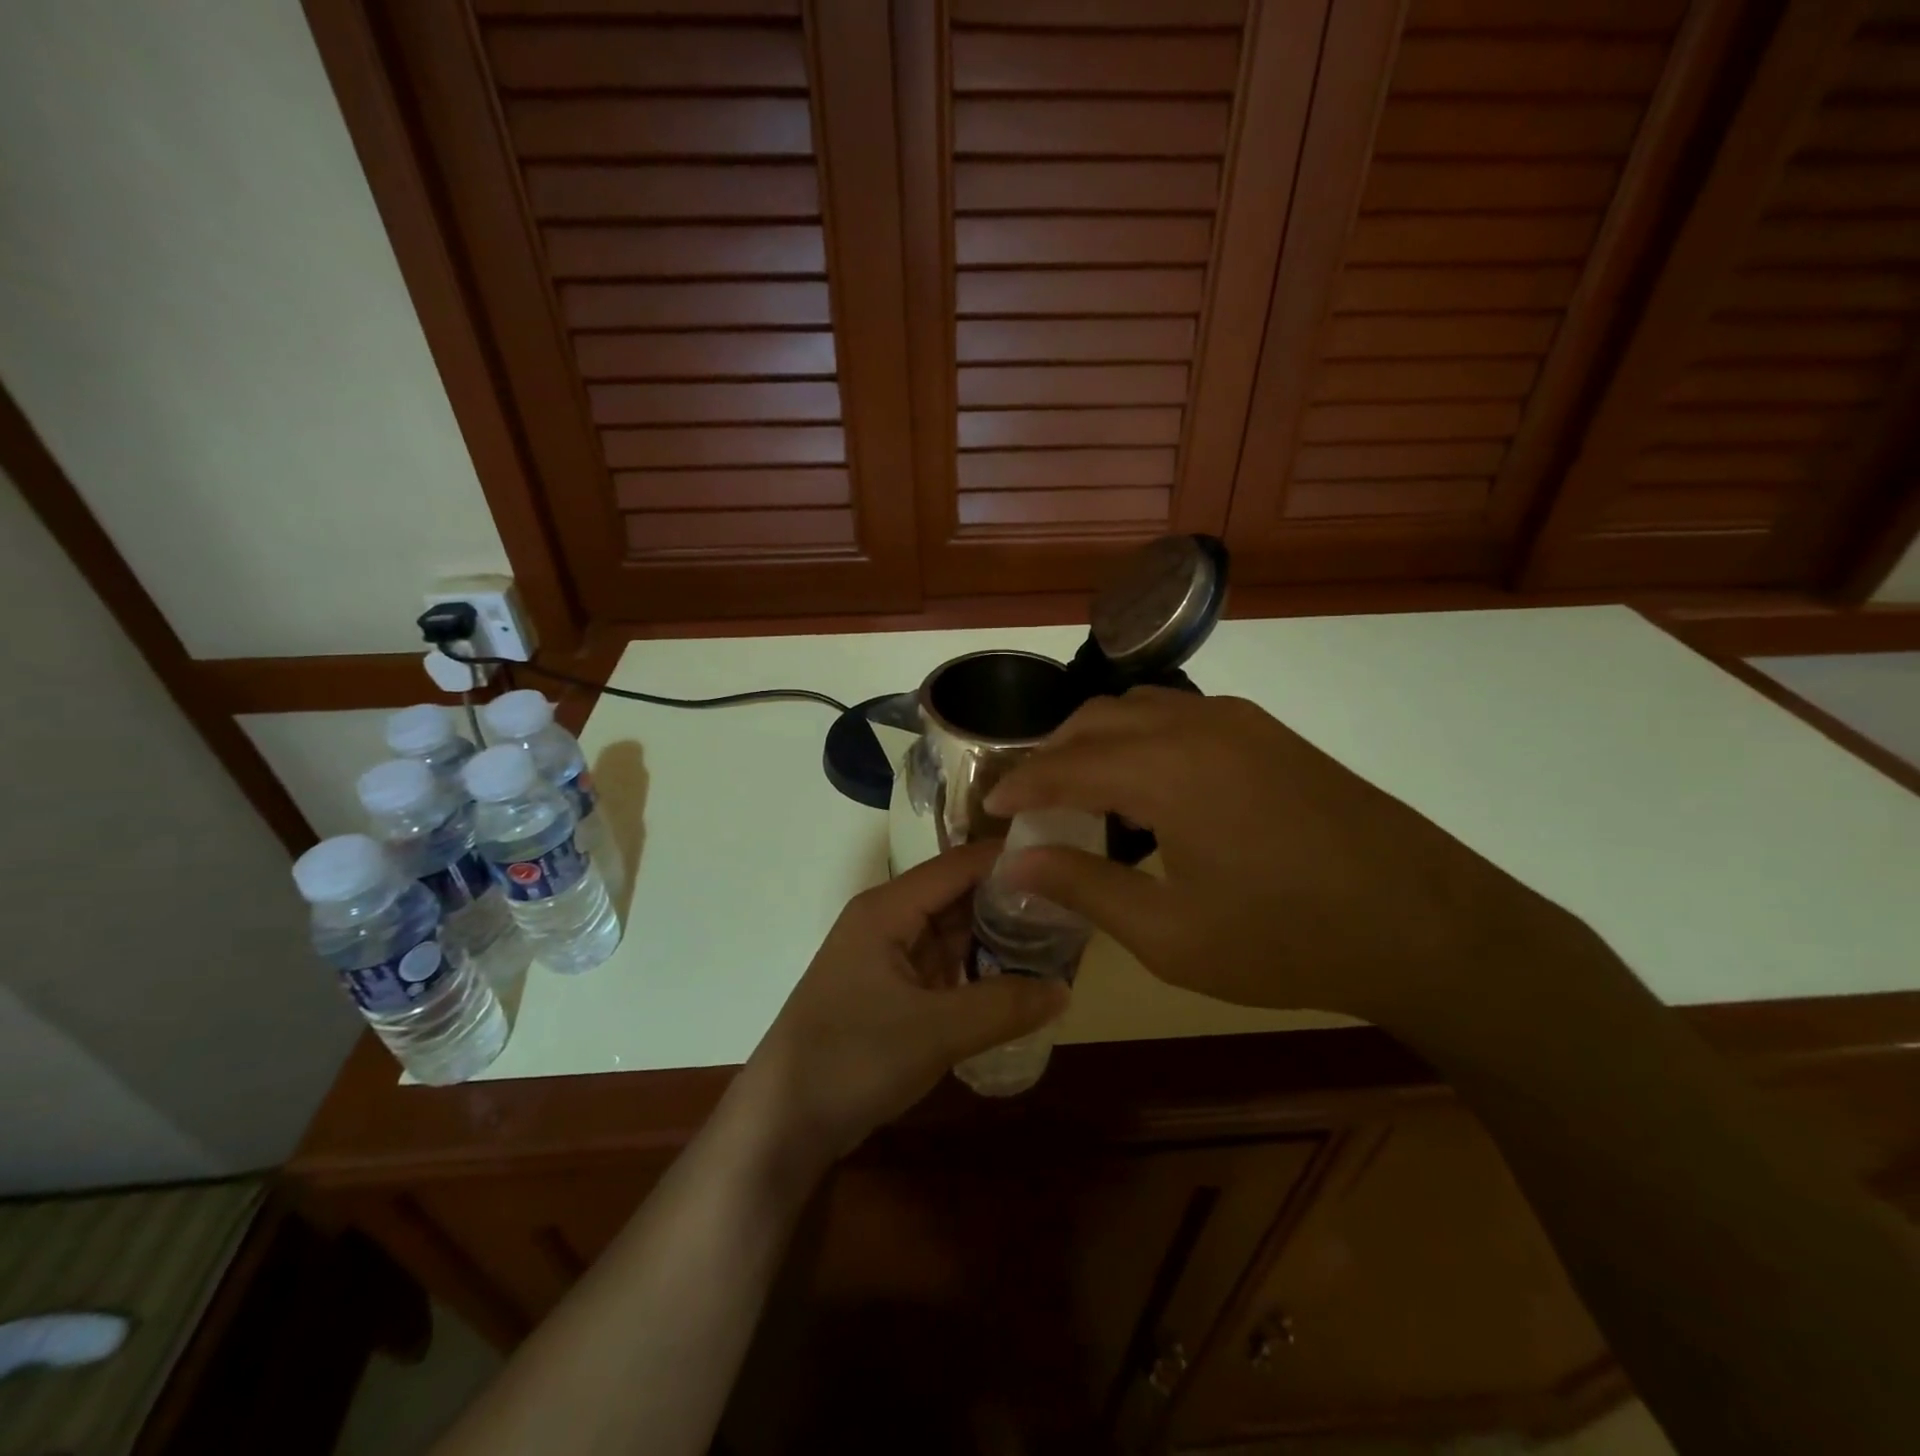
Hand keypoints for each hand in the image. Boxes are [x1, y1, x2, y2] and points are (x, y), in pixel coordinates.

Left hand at [742, 843, 1067, 1163]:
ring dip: (995, 935)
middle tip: (1069, 907)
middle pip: (957, 894)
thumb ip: (1003, 1005)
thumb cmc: (852, 1059)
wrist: (782, 1123)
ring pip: (952, 930)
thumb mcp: (936, 1032)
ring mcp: (887, 956)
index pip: (959, 865)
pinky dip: (976, 967)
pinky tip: (1015, 978)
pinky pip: (942, 964)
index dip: (1009, 860)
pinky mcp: (890, 990)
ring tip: (1055, 938)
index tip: (1064, 864)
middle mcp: (887, 920)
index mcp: (888, 908)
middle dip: (1009, 900)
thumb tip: (1065, 989)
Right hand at [984, 688, 1550, 1028]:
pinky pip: (1181, 716)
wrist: (1428, 926)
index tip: (988, 806)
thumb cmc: (1288, 940)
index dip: (1019, 784)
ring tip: (1079, 787)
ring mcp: (1240, 722)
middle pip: (1096, 719)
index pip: (1064, 765)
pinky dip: (1141, 737)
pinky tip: (1147, 784)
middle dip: (1052, 752)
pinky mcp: (1271, 734)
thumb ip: (1084, 887)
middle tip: (1029, 797)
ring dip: (1097, 738)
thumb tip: (1015, 862)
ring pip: (1140, 707)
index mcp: (1165, 770)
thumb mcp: (1171, 933)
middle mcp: (1196, 725)